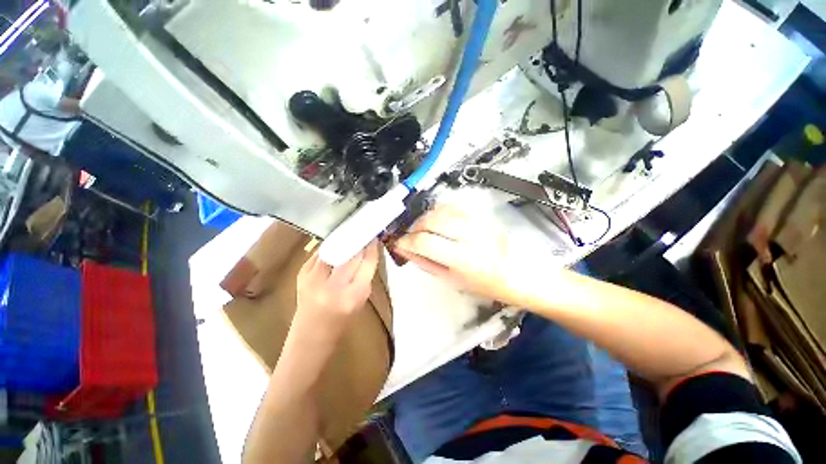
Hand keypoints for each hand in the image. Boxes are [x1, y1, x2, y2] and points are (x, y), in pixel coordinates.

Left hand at [296, 240, 379, 327]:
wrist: (310, 338)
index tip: (374, 239)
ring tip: (348, 239)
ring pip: (333, 249)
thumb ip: (364, 277)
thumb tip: (367, 253)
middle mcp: (334, 285)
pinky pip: (320, 254)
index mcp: (354, 295)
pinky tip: (334, 250)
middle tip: (362, 236)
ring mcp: (314, 278)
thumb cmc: (341, 323)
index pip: (367, 262)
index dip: (371, 248)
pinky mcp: (301, 274)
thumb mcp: (360, 300)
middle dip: (358, 242)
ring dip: (342, 243)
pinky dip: (329, 250)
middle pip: (351, 253)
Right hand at [393, 205, 518, 303]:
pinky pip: (454, 206)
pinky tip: (438, 220)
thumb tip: (403, 248)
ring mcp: (478, 222)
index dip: (407, 241)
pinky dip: (440, 211)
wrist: (511, 273)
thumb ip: (423, 262)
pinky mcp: (482, 215)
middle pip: (432, 220)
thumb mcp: (448, 278)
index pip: (425, 242)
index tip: (399, 242)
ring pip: (442, 209)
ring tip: (423, 228)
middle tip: (411, 235)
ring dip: (426, 217)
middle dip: (415, 226)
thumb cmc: (480, 283)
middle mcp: (471, 235)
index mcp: (463, 258)